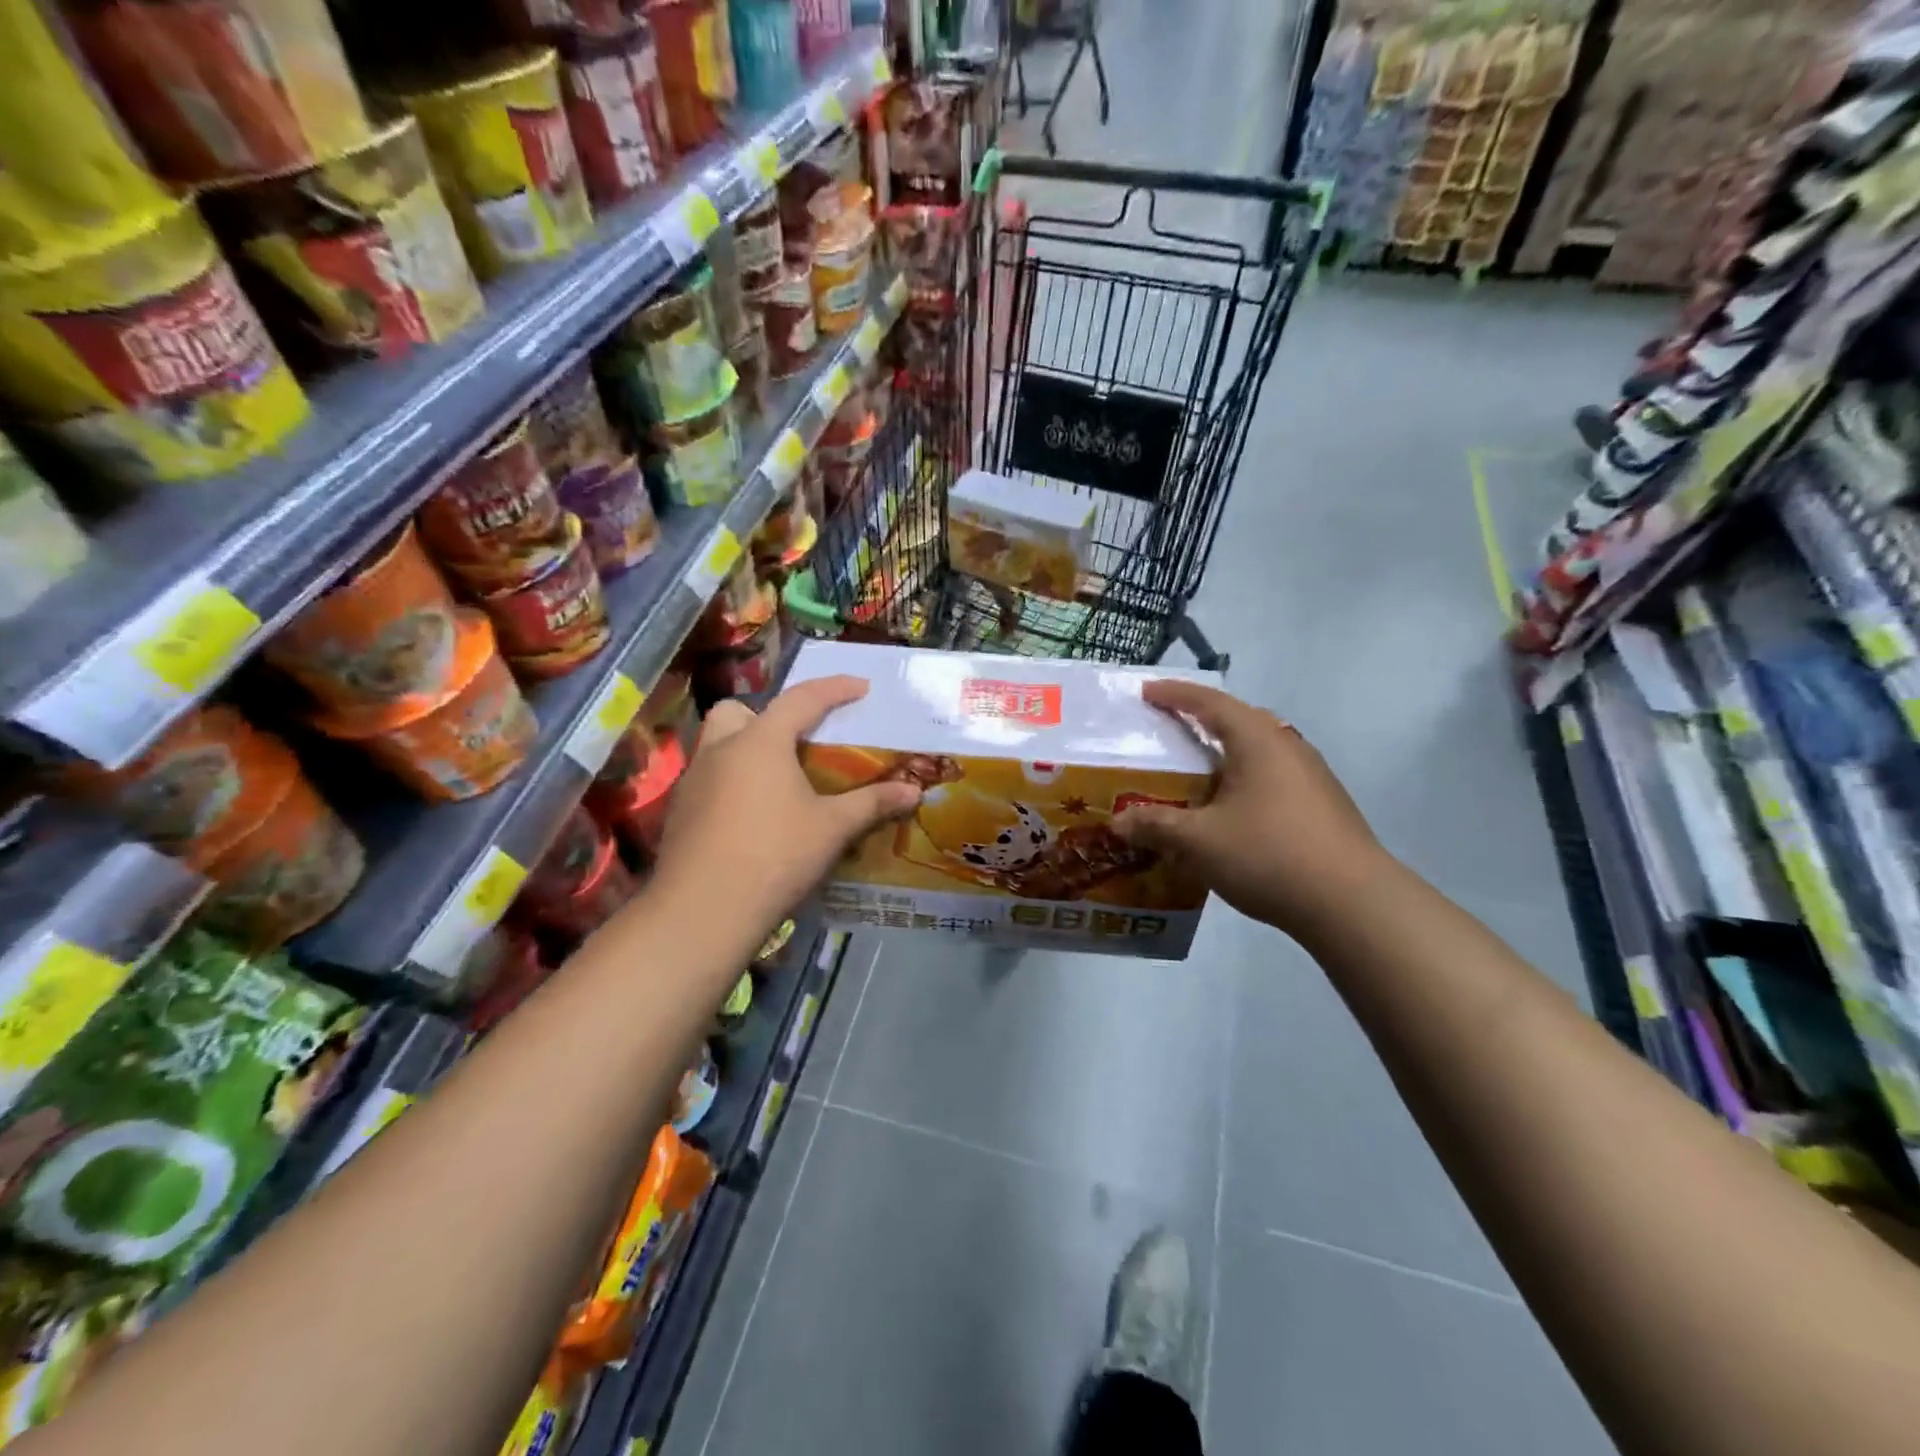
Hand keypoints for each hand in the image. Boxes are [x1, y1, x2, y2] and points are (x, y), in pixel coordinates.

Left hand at [653, 676, 921, 931]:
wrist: (703, 910)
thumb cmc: (775, 855)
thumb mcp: (832, 828)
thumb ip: (872, 803)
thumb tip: (913, 790)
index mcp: (761, 741)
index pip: (802, 699)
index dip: (835, 688)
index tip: (861, 687)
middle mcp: (721, 750)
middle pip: (738, 712)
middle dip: (767, 717)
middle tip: (796, 742)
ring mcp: (693, 781)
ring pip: (718, 746)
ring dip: (746, 751)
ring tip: (778, 783)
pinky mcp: (680, 812)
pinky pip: (709, 780)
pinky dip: (732, 784)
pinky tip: (753, 817)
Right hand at [1115, 680, 1395, 940]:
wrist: (1352, 903)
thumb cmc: (1269, 854)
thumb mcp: (1199, 841)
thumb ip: (1155, 826)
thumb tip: (1118, 822)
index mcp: (1257, 740)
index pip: (1209, 702)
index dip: (1174, 694)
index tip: (1145, 691)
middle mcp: (1288, 747)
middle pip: (1239, 720)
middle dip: (1201, 720)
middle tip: (1169, 730)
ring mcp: (1311, 777)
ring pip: (1258, 752)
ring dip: (1224, 755)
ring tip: (1194, 773)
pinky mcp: (1322, 807)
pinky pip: (1271, 778)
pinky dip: (1242, 782)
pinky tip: (1229, 812)